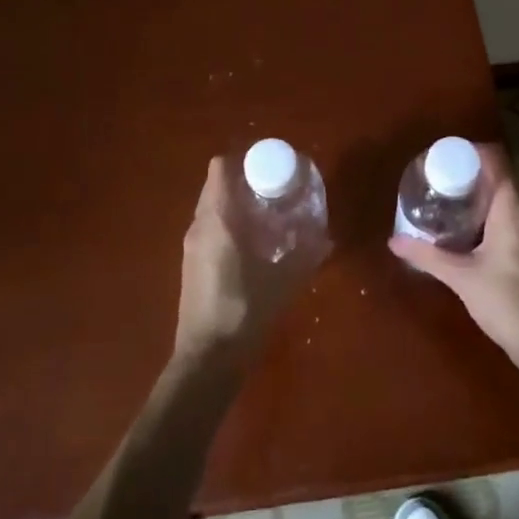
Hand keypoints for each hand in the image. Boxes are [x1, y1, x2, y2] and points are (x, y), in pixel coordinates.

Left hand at [175, 157, 328, 366]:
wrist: (208, 358)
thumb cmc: (245, 310)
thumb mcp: (284, 279)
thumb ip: (306, 254)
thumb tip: (327, 236)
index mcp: (217, 218)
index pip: (220, 167)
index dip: (243, 160)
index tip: (270, 166)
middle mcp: (199, 225)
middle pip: (216, 185)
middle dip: (244, 181)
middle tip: (276, 189)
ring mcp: (191, 246)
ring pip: (212, 208)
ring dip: (236, 204)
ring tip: (269, 215)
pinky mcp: (192, 265)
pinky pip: (210, 229)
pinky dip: (229, 225)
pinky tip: (254, 244)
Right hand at [387, 144, 518, 382]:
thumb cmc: (505, 301)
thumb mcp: (460, 276)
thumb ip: (426, 255)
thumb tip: (393, 240)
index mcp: (513, 207)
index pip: (496, 160)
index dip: (472, 151)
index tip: (444, 155)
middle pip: (502, 174)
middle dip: (472, 171)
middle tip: (440, 176)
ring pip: (508, 195)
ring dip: (482, 191)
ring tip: (449, 196)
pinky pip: (513, 213)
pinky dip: (492, 210)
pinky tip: (469, 226)